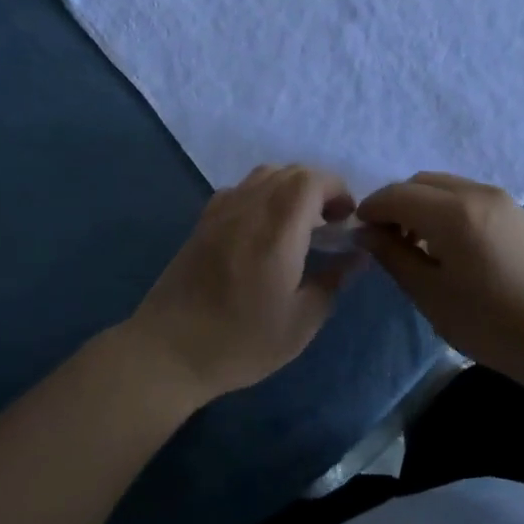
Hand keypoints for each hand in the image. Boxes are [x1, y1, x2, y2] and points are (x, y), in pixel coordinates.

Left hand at [126, 165, 360, 407]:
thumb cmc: (240, 342)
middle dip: (319, 188)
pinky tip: (263, 227)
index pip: (312, 180)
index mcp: (277, 231)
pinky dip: (263, 194)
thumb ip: (332, 281)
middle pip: (290, 171)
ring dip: (291, 187)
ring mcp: (221, 211)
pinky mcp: (203, 221)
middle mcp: (249, 208)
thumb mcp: (300, 323)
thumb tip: (355, 256)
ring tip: (299, 223)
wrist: (168, 351)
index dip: (337, 189)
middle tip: (329, 223)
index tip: (346, 220)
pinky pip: (241, 188)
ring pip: (264, 175)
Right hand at [357, 172, 523, 366]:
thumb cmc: (487, 321)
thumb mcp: (430, 292)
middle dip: (397, 203)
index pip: (397, 194)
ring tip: (418, 244)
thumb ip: (393, 255)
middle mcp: (477, 193)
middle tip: (387, 238)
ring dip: (423, 204)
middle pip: (422, 183)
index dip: (372, 208)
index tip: (359, 231)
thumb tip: (366, 233)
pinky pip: (469, 196)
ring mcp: (501, 199)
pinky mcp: (516, 212)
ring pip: (447, 186)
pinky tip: (450, 244)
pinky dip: (448, 208)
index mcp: (453, 212)